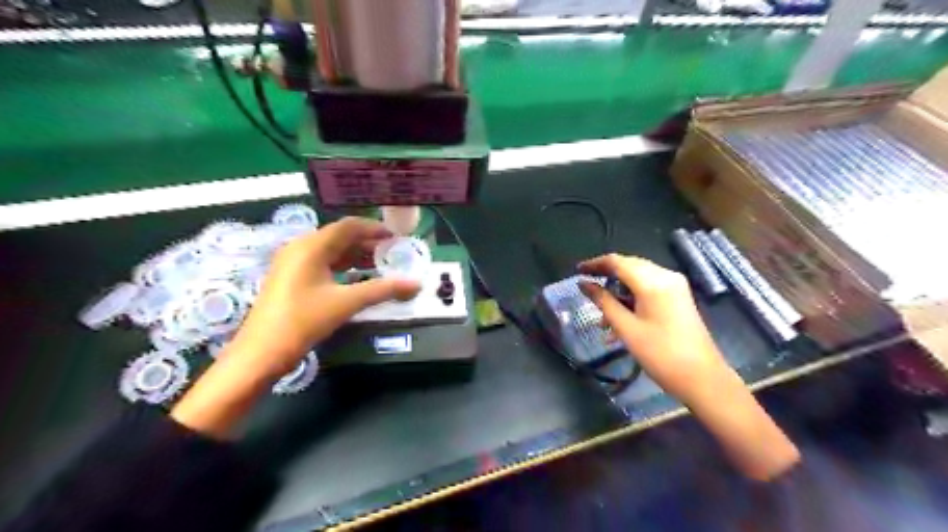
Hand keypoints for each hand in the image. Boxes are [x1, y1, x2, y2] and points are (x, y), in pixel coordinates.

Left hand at [173, 219, 417, 437]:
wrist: (261, 352)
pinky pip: (322, 263)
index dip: (375, 229)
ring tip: (381, 265)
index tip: (397, 238)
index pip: (349, 226)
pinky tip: (358, 278)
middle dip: (368, 243)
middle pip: (340, 237)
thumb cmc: (303, 321)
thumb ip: (383, 290)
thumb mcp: (346, 303)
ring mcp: (292, 263)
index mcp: (311, 246)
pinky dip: (343, 267)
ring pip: (331, 251)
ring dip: (356, 256)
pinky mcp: (290, 278)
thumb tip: (416, 284)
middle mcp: (300, 247)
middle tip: (393, 253)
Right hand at [578, 253, 796, 481]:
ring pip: (638, 278)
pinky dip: (632, 298)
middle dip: (606, 277)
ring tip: (603, 319)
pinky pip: (649, 288)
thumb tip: (583, 284)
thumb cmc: (661, 355)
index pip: (618, 262)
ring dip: (618, 292)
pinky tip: (621, 320)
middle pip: (629, 266)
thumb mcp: (626, 329)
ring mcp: (675, 286)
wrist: (703, 379)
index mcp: (653, 282)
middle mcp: (666, 276)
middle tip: (586, 291)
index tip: (577, 271)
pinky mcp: (678, 297)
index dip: (595, 264)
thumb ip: (603, 302)